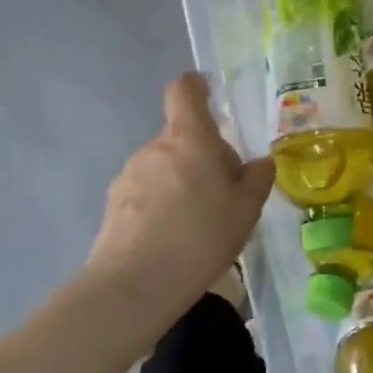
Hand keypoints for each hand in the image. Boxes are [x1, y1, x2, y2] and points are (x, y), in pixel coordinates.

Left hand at [82, 73, 274, 334]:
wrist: (134, 286)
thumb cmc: (201, 235)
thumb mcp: (247, 208)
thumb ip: (257, 178)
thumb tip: (260, 162)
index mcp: (189, 138)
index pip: (184, 92)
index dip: (195, 86)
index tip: (208, 92)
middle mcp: (154, 148)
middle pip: (181, 137)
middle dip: (202, 154)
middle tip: (224, 191)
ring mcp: (128, 176)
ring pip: (164, 166)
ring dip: (181, 180)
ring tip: (199, 221)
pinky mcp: (112, 205)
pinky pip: (146, 192)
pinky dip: (162, 203)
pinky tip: (174, 237)